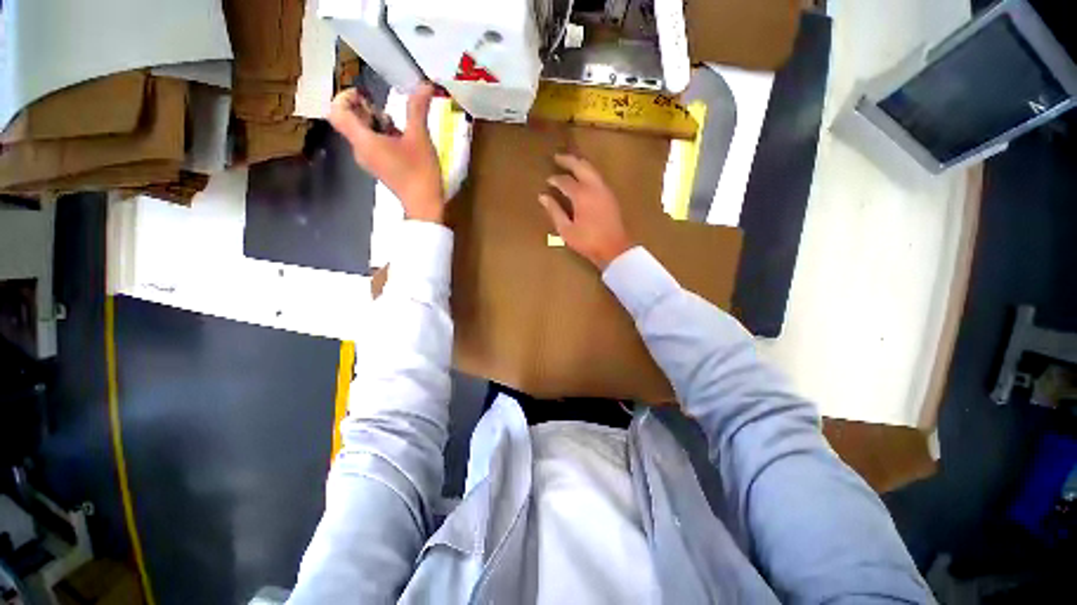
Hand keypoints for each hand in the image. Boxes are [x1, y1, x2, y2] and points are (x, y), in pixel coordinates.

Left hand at [328, 83, 444, 222]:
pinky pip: (371, 145)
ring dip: (376, 123)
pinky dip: (382, 136)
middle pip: (349, 120)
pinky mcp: (379, 168)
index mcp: (364, 141)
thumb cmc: (420, 173)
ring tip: (398, 126)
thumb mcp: (420, 138)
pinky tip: (402, 141)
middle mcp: (360, 150)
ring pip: (362, 133)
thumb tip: (423, 85)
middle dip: (365, 109)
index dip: (346, 97)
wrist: (424, 205)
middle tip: (387, 111)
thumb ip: (417, 109)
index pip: (337, 112)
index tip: (366, 96)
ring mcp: (369, 161)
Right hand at [539, 154, 633, 269]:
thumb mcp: (566, 229)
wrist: (614, 248)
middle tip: (557, 157)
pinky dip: (588, 172)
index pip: (565, 181)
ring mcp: (604, 189)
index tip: (548, 181)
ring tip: (569, 163)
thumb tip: (543, 197)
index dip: (555, 180)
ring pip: (591, 169)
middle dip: (568, 160)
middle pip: (580, 165)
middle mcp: (594, 187)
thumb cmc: (588, 241)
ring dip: (579, 164)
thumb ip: (554, 211)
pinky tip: (583, 178)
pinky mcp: (610, 195)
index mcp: (582, 195)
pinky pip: (597, 176)